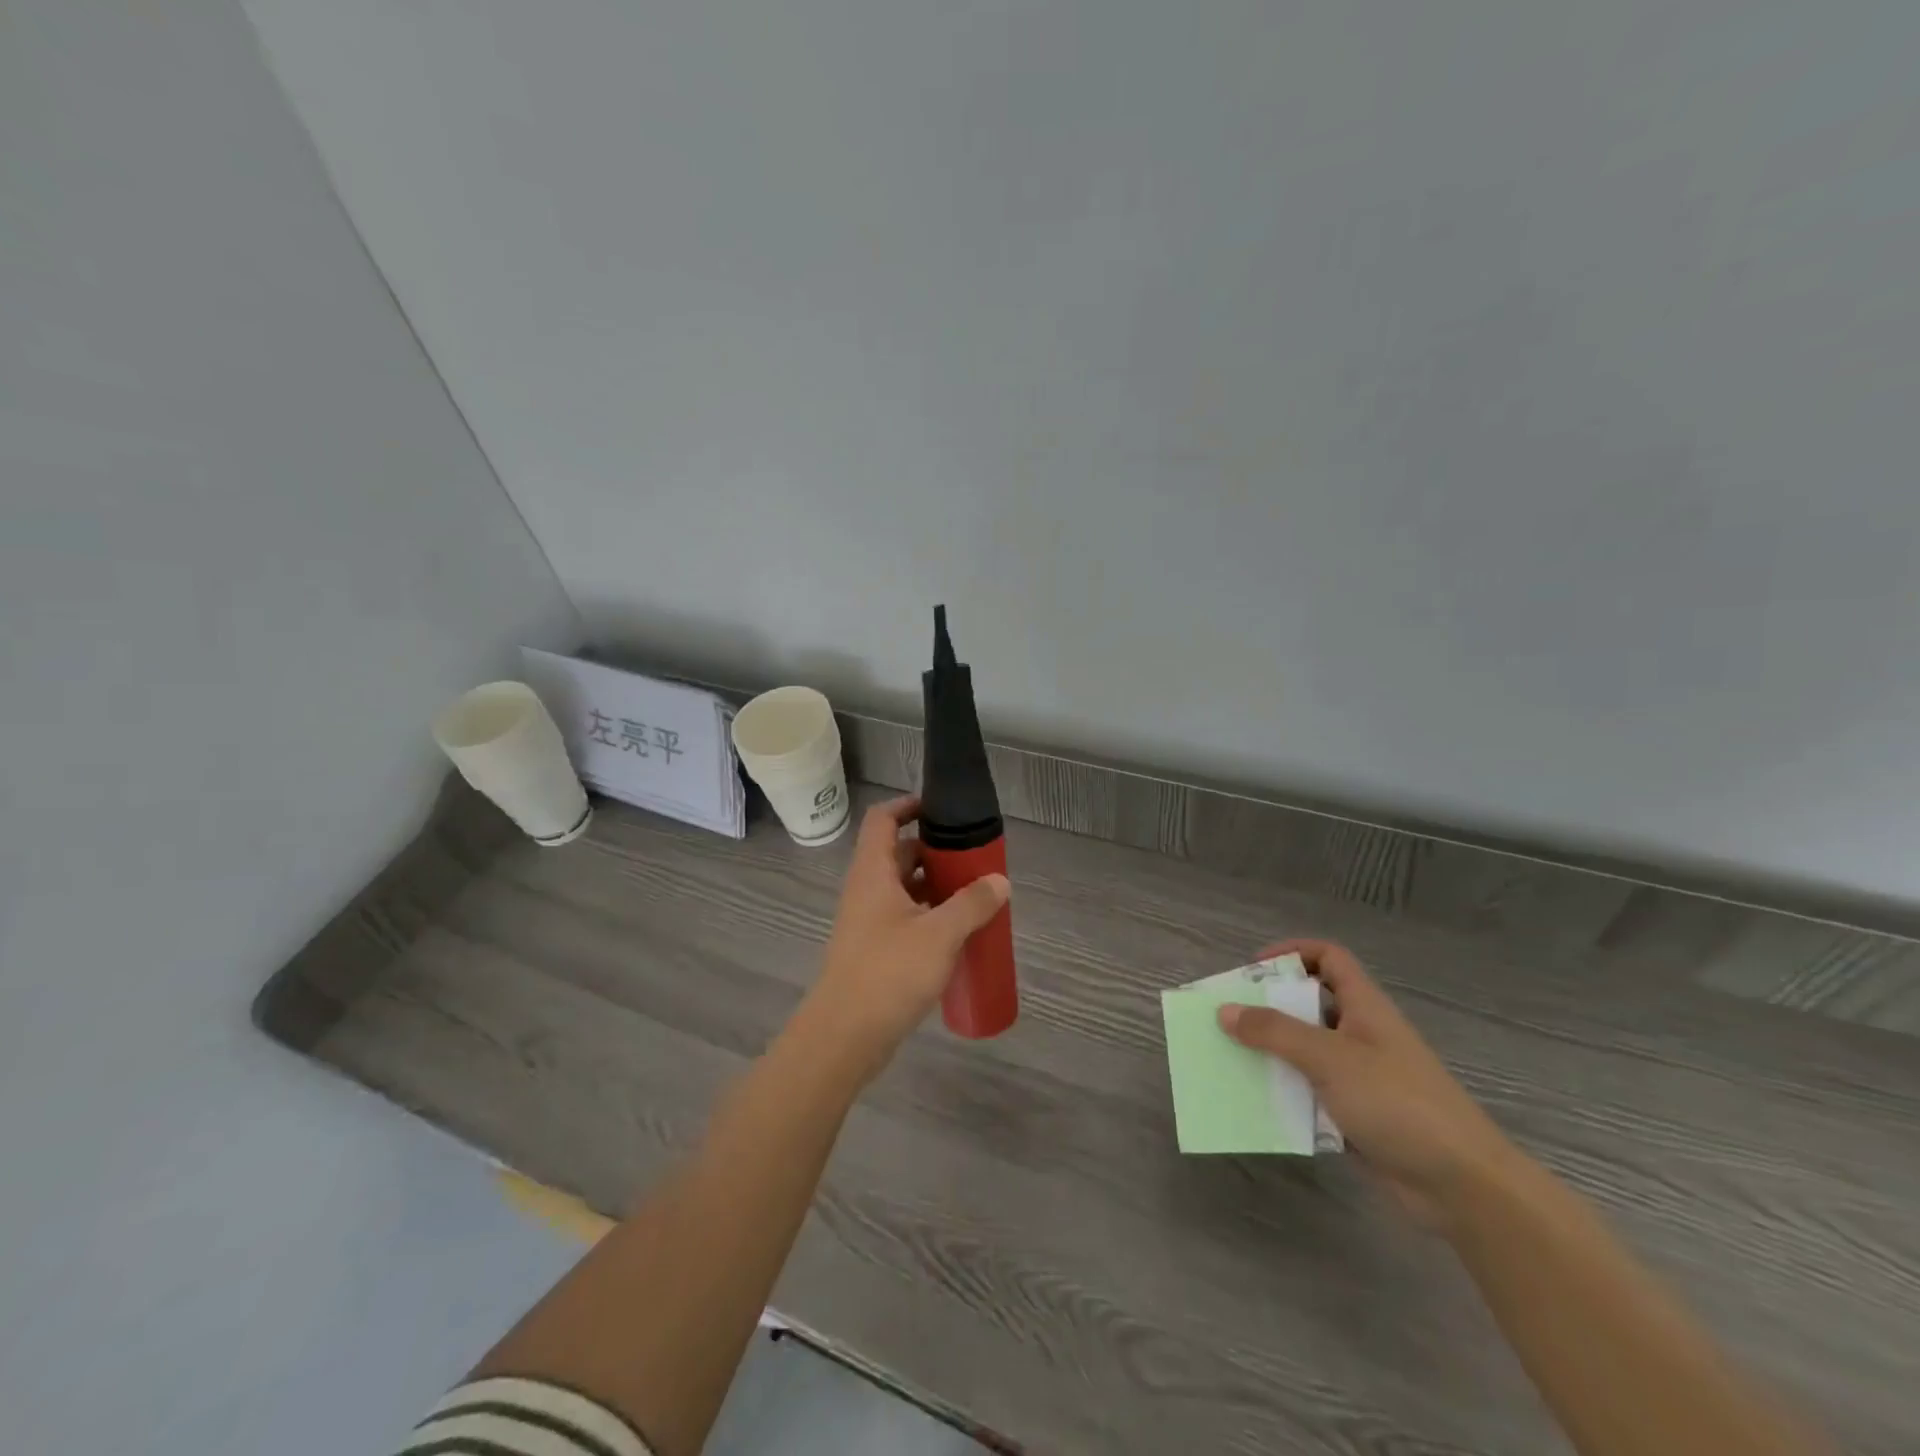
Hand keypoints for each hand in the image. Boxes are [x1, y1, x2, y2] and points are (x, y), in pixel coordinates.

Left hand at [791, 795, 1009, 1081]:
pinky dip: (930, 915)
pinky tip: (958, 932)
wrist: (845, 1035)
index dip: (908, 805)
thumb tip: (999, 881)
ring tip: (975, 894)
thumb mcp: (940, 933)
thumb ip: (972, 904)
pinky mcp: (875, 950)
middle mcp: (867, 890)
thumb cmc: (889, 973)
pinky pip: (905, 917)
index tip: (941, 808)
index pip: (883, 819)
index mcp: (874, 873)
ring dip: (936, 886)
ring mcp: (869, 921)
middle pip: (899, 854)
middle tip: (973, 858)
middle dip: (935, 851)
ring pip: (904, 888)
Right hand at [1218, 939, 1514, 1224]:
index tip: (1254, 969)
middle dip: (1268, 1007)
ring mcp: (1360, 1077)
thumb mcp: (1330, 1058)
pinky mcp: (1357, 1116)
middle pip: (1309, 1005)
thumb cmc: (1399, 1103)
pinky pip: (1311, 1093)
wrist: (1463, 1186)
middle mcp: (1361, 1035)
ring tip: (1230, 1059)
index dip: (1293, 953)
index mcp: (1364, 1007)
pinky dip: (1286, 1094)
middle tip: (1228, 1017)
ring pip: (1306, 1052)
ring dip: (1272, 1054)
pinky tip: (1258, 1104)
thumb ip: (1275, 1032)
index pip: (1329, 958)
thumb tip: (1224, 1011)